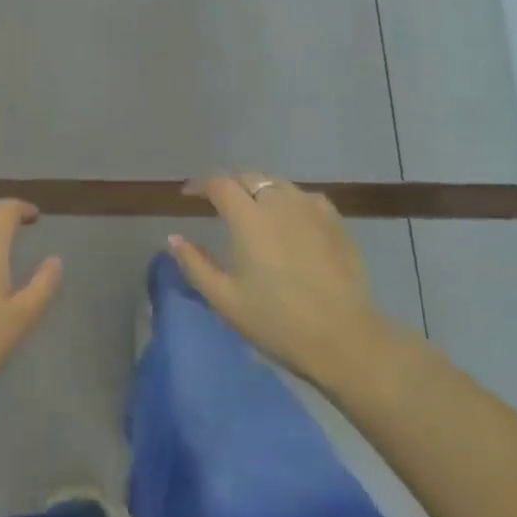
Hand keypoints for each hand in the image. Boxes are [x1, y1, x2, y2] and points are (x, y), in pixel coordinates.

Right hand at [168, 172, 403, 388]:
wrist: (342, 339)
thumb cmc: (276, 321)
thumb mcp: (224, 299)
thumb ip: (195, 264)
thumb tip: (173, 237)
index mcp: (249, 218)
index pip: (220, 184)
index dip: (200, 185)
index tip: (188, 196)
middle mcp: (279, 203)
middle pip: (249, 177)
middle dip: (229, 185)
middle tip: (219, 205)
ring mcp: (311, 210)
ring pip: (278, 184)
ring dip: (259, 190)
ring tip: (253, 210)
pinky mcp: (335, 223)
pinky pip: (306, 197)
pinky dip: (289, 200)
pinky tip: (289, 219)